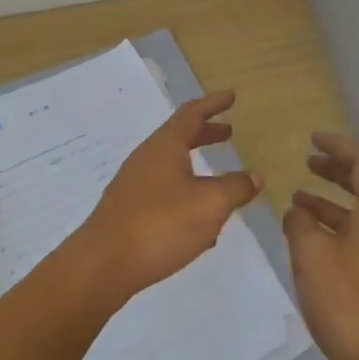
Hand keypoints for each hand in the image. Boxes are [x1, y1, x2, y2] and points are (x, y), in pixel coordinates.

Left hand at [71, 91, 262, 304]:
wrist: (103, 264)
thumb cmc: (160, 224)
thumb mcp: (210, 205)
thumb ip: (235, 187)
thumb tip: (255, 176)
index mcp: (165, 146)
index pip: (192, 113)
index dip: (213, 103)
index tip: (231, 95)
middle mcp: (147, 158)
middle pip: (179, 137)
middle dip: (206, 134)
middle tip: (228, 133)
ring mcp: (134, 185)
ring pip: (172, 167)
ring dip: (197, 167)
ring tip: (221, 182)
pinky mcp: (129, 211)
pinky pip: (164, 193)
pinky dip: (186, 195)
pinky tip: (201, 226)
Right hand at [282, 132, 358, 359]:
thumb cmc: (346, 301)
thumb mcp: (311, 254)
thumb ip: (300, 223)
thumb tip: (298, 211)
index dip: (337, 146)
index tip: (313, 138)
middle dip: (335, 171)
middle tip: (308, 162)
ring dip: (331, 203)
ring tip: (299, 200)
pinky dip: (336, 229)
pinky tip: (311, 242)